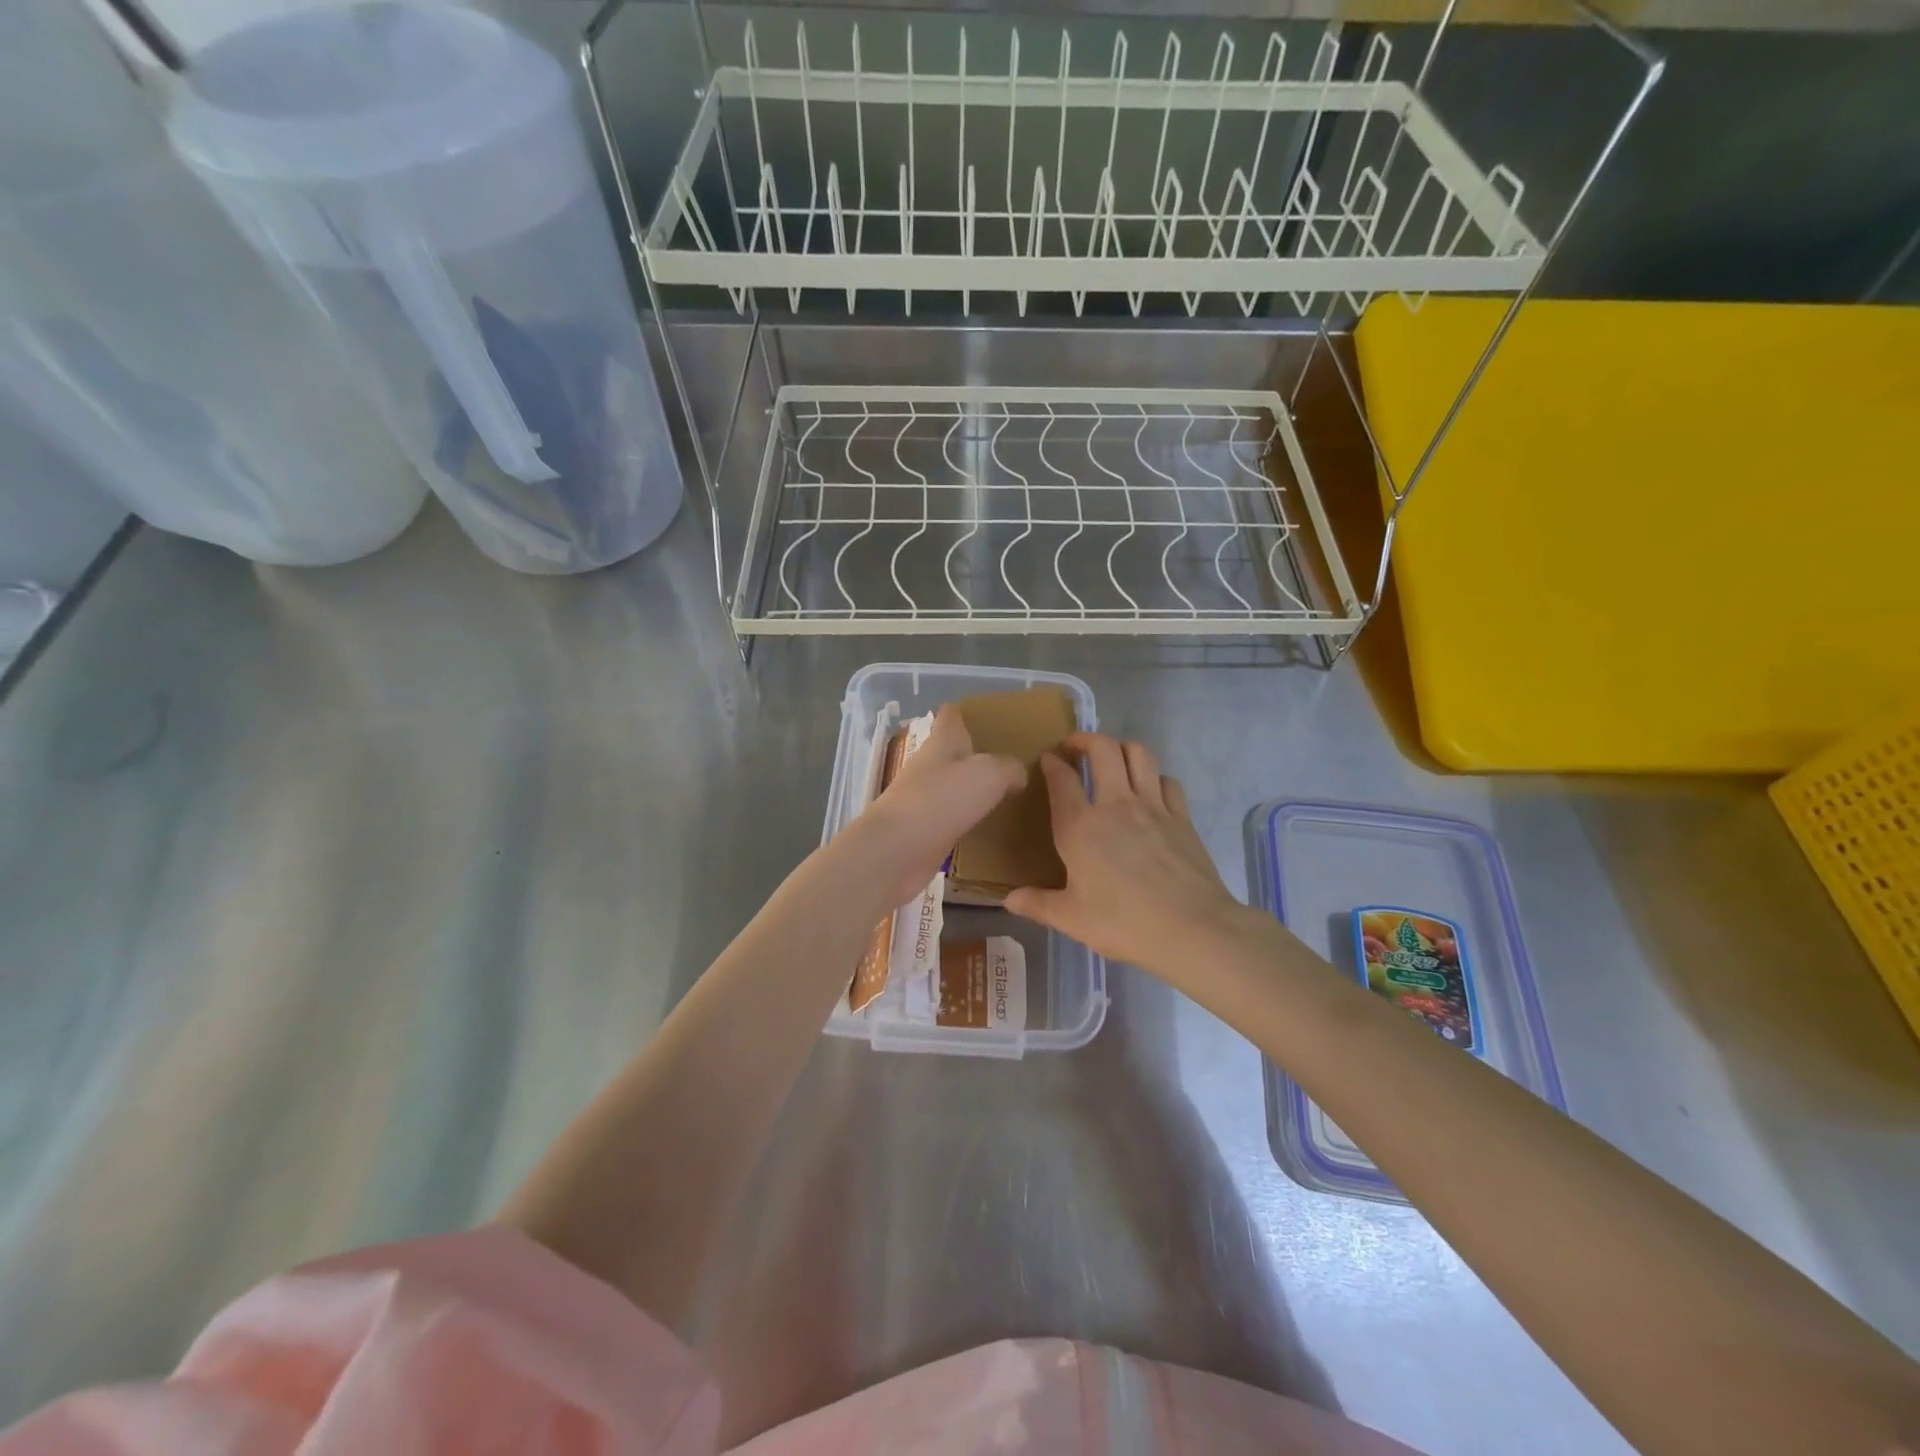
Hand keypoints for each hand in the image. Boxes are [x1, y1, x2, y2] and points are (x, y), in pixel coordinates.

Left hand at [841, 704, 1025, 911]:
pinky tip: (992, 826)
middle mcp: (930, 766)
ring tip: (1010, 792)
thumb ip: (1009, 768)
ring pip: (954, 786)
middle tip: (1014, 760)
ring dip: (975, 788)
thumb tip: (1018, 775)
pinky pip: (953, 818)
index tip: (990, 717)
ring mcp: (924, 799)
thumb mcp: (989, 773)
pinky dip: (970, 819)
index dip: (967, 712)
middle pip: (953, 752)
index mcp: (942, 742)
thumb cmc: (941, 800)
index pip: (951, 715)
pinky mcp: (925, 830)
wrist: (897, 851)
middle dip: (978, 753)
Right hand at [1005, 732, 1250, 977]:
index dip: (1052, 763)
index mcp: (1080, 827)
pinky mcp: (1181, 817)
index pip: (1061, 779)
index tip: (1048, 759)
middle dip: (1085, 739)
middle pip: (1102, 749)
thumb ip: (1039, 904)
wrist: (1192, 929)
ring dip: (1121, 747)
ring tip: (1112, 756)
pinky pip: (1167, 780)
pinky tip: (1150, 790)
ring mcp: (1153, 806)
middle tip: (1075, 747)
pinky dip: (1154, 777)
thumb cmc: (1124, 923)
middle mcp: (1115, 804)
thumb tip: (1010, 900)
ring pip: (1139, 753)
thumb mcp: (1072, 919)